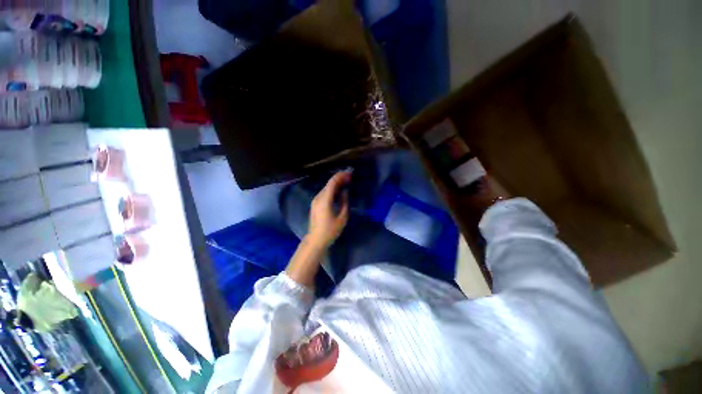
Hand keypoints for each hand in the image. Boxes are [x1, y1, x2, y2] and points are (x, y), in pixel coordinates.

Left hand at [308, 171, 350, 246]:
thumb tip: (345, 192)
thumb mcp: (342, 217)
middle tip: (350, 177)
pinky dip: (332, 190)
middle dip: (339, 179)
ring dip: (336, 184)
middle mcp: (318, 197)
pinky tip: (338, 191)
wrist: (316, 240)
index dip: (341, 176)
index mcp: (324, 200)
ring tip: (346, 182)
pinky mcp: (315, 204)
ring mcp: (315, 200)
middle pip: (329, 184)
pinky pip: (324, 193)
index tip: (350, 173)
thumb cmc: (330, 230)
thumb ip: (344, 202)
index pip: (332, 182)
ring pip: (326, 188)